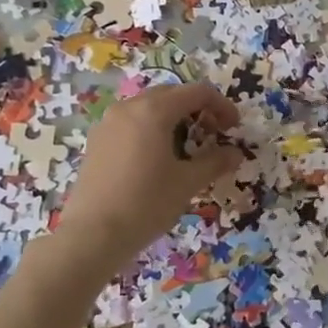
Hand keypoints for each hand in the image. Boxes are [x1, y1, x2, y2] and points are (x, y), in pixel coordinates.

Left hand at [55, 81, 241, 270]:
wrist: (92, 235)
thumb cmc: (146, 203)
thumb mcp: (187, 183)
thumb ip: (214, 162)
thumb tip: (235, 153)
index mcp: (154, 110)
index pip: (197, 92)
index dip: (221, 106)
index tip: (233, 128)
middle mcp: (129, 107)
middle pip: (172, 94)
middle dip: (197, 109)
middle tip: (212, 135)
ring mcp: (109, 122)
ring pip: (149, 107)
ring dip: (173, 118)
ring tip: (185, 147)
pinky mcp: (97, 140)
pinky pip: (131, 122)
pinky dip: (151, 129)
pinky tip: (156, 158)